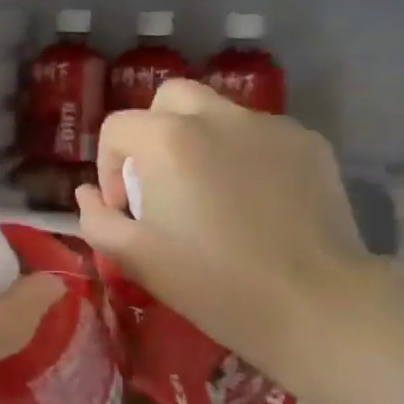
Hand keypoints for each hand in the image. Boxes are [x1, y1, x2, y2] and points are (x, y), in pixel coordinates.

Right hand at [75, 80, 378, 387]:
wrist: (315, 305)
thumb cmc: (214, 283)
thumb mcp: (136, 258)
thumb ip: (97, 218)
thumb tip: (87, 193)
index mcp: (168, 139)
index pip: (117, 127)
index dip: (109, 165)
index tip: (126, 205)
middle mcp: (217, 116)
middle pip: (169, 98)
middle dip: (154, 131)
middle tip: (163, 180)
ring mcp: (269, 125)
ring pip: (219, 112)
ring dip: (202, 140)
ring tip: (215, 190)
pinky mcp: (309, 142)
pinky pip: (262, 135)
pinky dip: (247, 154)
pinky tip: (259, 200)